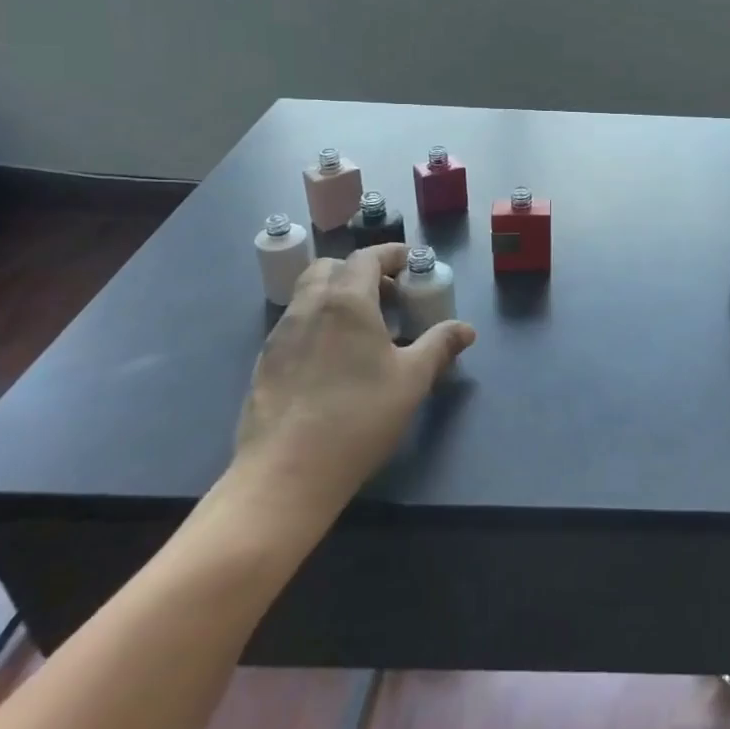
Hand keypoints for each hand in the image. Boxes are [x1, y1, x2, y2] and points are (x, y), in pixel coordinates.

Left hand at [228, 244, 474, 542]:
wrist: (286, 473)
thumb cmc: (358, 417)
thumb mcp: (412, 379)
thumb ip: (439, 346)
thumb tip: (465, 330)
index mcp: (346, 301)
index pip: (367, 258)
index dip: (392, 255)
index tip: (411, 263)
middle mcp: (308, 307)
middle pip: (330, 268)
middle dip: (360, 272)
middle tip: (388, 297)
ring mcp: (280, 335)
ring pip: (308, 295)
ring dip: (337, 296)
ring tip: (364, 330)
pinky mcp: (264, 363)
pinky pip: (295, 325)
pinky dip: (318, 323)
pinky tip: (334, 360)